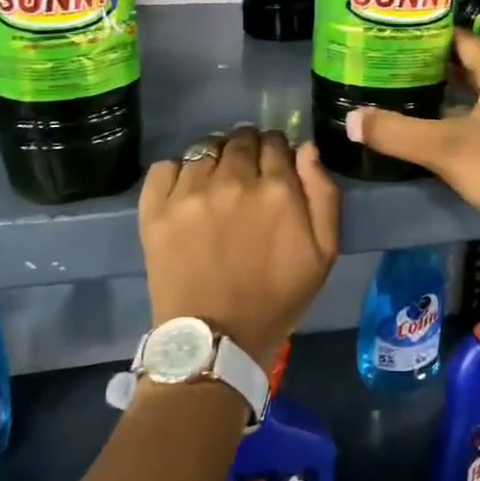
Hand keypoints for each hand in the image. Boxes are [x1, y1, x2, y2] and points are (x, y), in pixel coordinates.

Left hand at [139, 125, 341, 363]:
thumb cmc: (276, 299)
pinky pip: (165, 166)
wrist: (215, 341)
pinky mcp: (156, 208)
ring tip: (214, 180)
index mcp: (276, 189)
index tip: (272, 166)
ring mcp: (189, 192)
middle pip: (239, 139)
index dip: (276, 150)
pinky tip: (185, 189)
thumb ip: (323, 194)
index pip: (275, 142)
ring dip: (214, 157)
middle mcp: (232, 180)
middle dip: (246, 148)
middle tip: (245, 173)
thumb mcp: (323, 253)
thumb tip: (305, 148)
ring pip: (204, 148)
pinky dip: (177, 171)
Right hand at [345, 30, 479, 243]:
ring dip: (453, 91)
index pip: (460, 39)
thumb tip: (351, 119)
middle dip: (435, 66)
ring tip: (414, 96)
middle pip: (472, 63)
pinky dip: (471, 111)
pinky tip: (447, 128)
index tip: (395, 44)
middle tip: (396, 70)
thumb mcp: (443, 150)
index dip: (427, 39)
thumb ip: (395, 132)